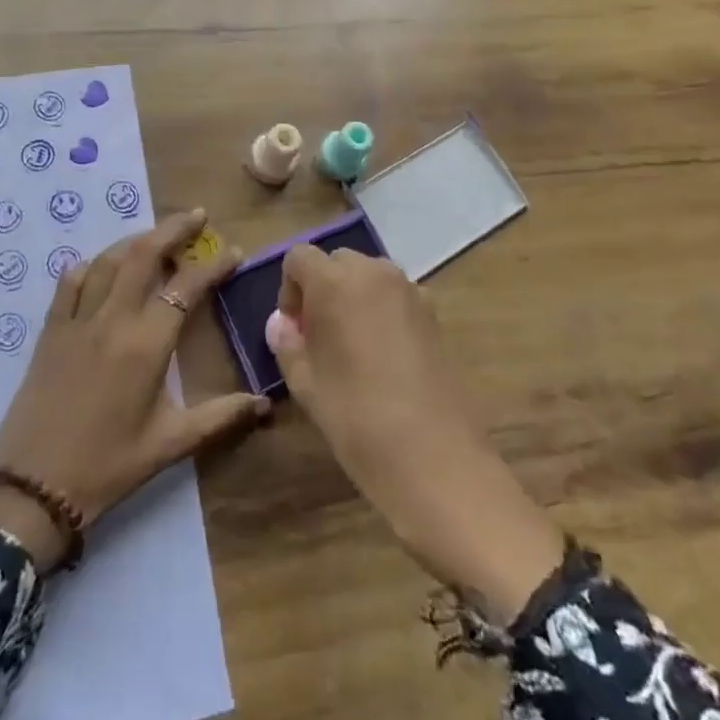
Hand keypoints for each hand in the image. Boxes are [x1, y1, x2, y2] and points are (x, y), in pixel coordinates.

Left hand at [0, 210, 269, 572]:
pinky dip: (89, 266)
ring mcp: (77, 320)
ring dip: (135, 240)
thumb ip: (220, 417)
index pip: (186, 287)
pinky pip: (69, 283)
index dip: (213, 266)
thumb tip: (265, 404)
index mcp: (147, 344)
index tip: (232, 253)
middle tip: (196, 216)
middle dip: (173, 229)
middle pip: (144, 255)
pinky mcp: (50, 331)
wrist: (33, 489)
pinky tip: (100, 267)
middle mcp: (113, 319)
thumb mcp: (170, 444)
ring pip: (108, 261)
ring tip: (156, 235)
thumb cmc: (109, 466)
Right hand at [267, 246, 561, 624]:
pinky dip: (382, 312)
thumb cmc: (359, 420)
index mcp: (336, 282)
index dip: (289, 289)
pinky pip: (396, 297)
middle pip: (336, 262)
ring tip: (351, 349)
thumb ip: (288, 344)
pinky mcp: (435, 315)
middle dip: (321, 290)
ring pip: (369, 277)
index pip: (299, 257)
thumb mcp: (307, 386)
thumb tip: (281, 323)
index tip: (294, 331)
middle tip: (318, 340)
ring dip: (353, 298)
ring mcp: (411, 291)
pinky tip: (384, 360)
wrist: (438, 461)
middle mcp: (375, 273)